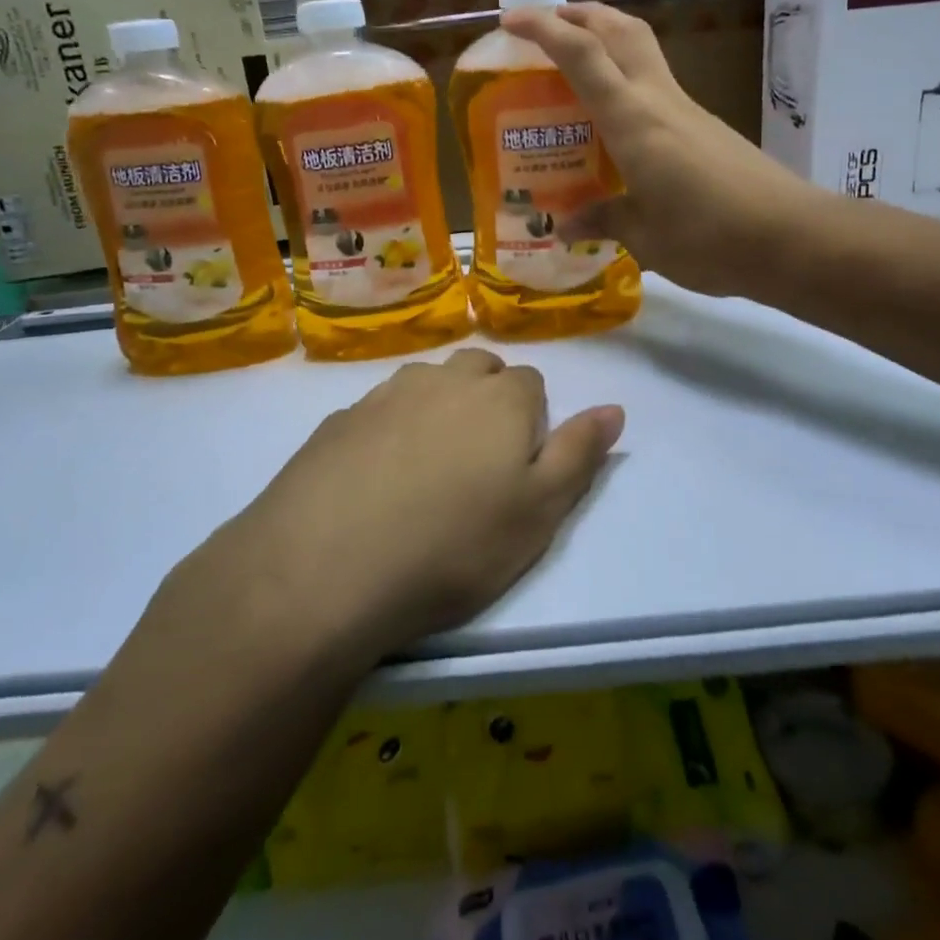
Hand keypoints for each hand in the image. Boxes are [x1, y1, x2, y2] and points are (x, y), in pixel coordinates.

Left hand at [179, 350, 622, 662]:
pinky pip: (378, 411)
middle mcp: (443, 379)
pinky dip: (388, 431)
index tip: (516, 470)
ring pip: (427, 385)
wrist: (325, 569)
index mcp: (500, 397)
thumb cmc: (453, 547)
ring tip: (425, 472)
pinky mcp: (338, 420)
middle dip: (486, 402)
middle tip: (476, 467)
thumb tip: (614, 409)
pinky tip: (374, 482)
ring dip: (436, 410)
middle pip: (478, 370)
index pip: (531, 384)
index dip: (531, 423)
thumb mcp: (539, 512)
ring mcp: (385, 394)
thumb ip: (580, 454)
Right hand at [501, 2, 812, 296]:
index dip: (545, 29)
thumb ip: (604, 219)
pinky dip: (628, 85)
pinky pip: (658, 90)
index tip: (511, 20)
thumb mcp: (645, 236)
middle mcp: (660, 101)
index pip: (583, 55)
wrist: (793, 238)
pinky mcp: (708, 129)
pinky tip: (617, 126)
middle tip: (548, 27)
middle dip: (582, 16)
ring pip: (643, 54)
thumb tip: (567, 224)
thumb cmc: (708, 237)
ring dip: (607, 44)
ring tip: (575, 70)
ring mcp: (689, 112)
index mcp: (634, 120)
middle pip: (621, 31)